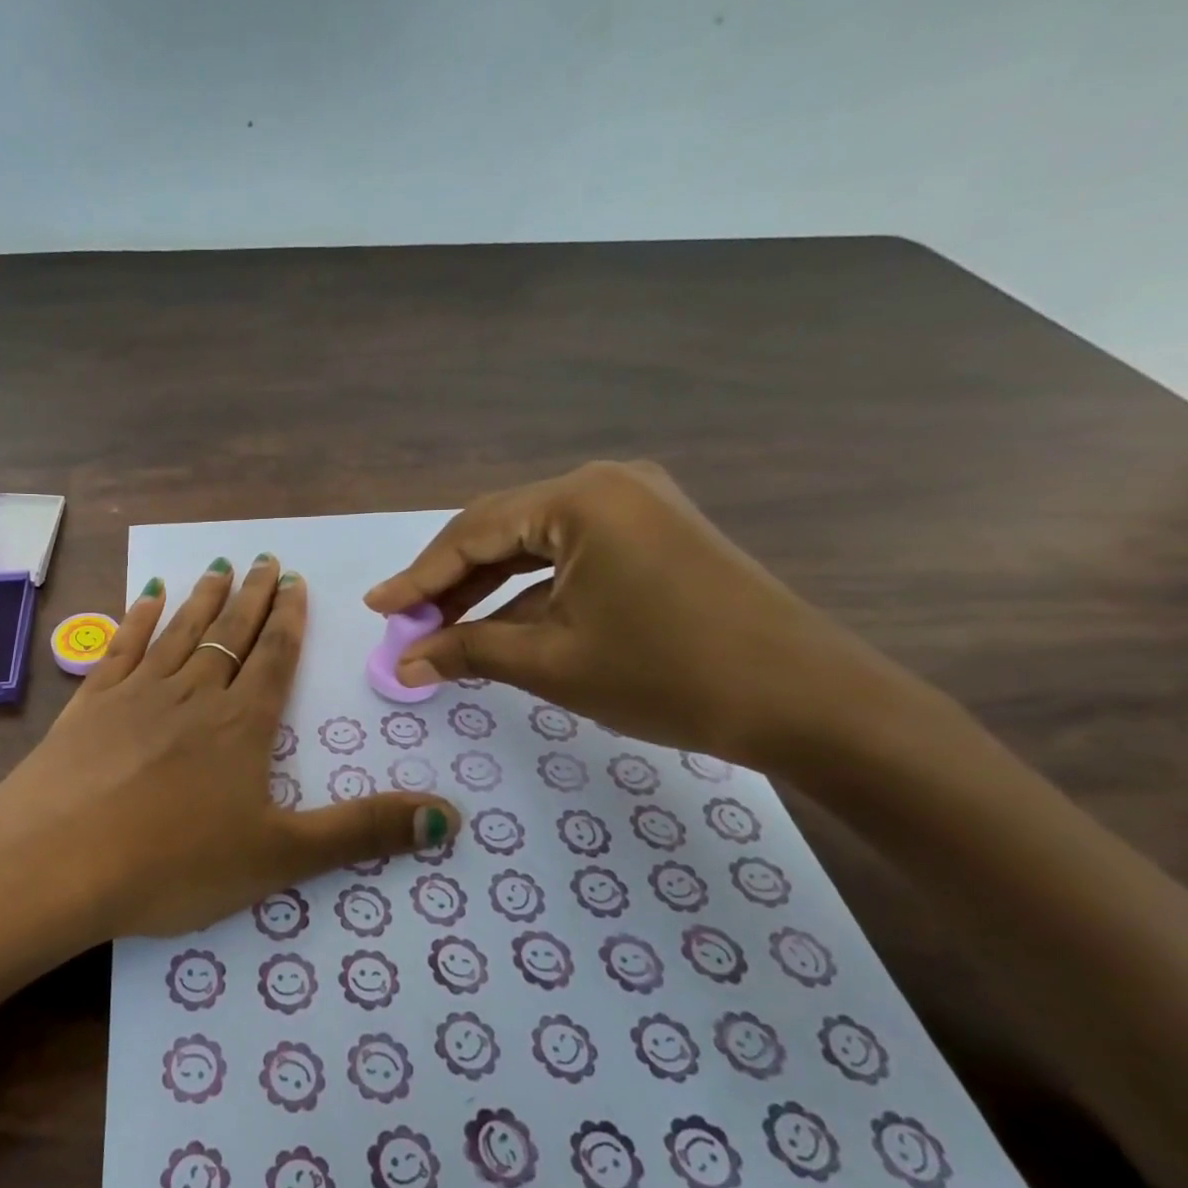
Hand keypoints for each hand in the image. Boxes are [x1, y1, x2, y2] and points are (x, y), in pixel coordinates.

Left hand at [0, 556, 459, 940]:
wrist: (56, 863)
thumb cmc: (173, 863)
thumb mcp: (280, 856)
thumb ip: (363, 833)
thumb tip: (451, 820)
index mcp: (241, 726)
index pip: (275, 659)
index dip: (289, 620)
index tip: (295, 582)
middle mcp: (193, 695)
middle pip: (230, 634)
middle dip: (252, 597)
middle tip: (265, 558)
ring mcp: (136, 694)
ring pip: (179, 632)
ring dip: (202, 598)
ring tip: (220, 566)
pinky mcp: (89, 705)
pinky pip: (120, 648)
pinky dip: (135, 619)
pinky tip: (143, 597)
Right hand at [364, 461, 890, 767]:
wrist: (810, 703)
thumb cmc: (669, 675)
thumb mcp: (553, 663)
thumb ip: (468, 652)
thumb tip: (404, 664)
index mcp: (580, 499)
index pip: (472, 533)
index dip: (417, 576)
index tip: (376, 608)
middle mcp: (607, 485)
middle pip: (501, 532)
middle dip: (449, 582)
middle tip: (404, 624)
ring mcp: (638, 506)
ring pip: (534, 546)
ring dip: (487, 589)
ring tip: (440, 630)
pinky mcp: (657, 535)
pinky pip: (571, 557)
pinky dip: (531, 592)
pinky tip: (499, 626)